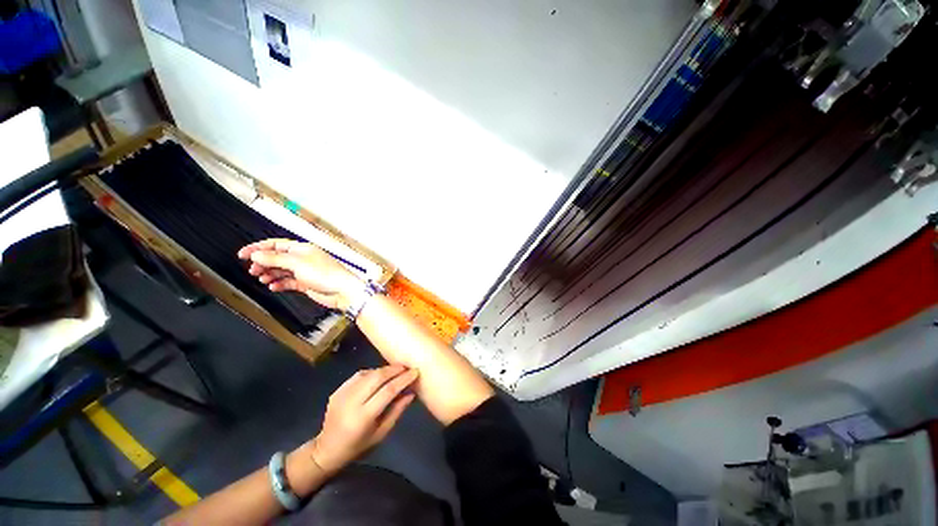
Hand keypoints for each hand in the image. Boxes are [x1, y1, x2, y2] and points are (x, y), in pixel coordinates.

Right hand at [237, 238, 361, 308]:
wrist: (342, 291)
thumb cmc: (326, 274)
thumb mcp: (297, 263)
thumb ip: (275, 258)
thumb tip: (256, 254)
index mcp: (302, 249)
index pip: (276, 244)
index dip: (258, 248)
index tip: (242, 254)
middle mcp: (303, 259)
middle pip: (277, 258)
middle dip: (263, 263)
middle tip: (252, 270)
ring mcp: (305, 271)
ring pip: (281, 270)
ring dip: (269, 274)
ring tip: (261, 279)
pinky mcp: (306, 283)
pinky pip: (288, 282)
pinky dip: (279, 284)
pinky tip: (273, 287)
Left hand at [309, 365, 418, 473]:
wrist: (326, 450)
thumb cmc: (358, 446)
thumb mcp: (381, 433)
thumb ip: (397, 411)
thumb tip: (411, 392)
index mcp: (363, 417)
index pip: (387, 391)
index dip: (403, 379)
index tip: (415, 372)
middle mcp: (351, 402)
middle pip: (376, 377)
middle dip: (394, 370)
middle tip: (407, 367)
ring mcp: (342, 394)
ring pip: (368, 373)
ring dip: (384, 369)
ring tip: (396, 370)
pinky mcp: (337, 390)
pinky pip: (358, 375)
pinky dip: (372, 372)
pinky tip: (379, 375)